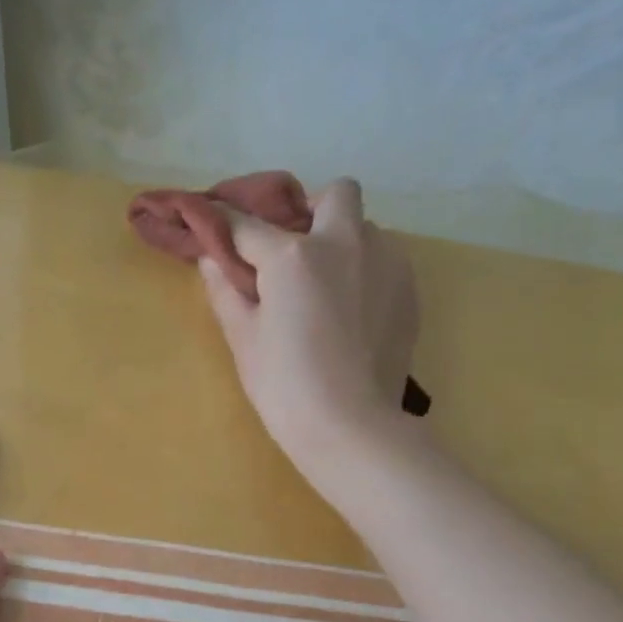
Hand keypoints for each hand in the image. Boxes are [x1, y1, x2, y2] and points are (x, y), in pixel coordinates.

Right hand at [199, 177, 420, 465]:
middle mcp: (346, 242)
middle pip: (335, 194)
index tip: (214, 223)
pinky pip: (386, 260)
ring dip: (343, 242)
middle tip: (293, 250)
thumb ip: (225, 292)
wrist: (350, 427)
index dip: (225, 221)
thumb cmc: (285, 385)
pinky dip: (366, 271)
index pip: (248, 224)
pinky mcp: (410, 290)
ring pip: (366, 228)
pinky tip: (352, 312)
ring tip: (326, 288)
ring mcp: (387, 263)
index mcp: (294, 255)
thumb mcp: (243, 340)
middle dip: (311, 210)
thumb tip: (212, 260)